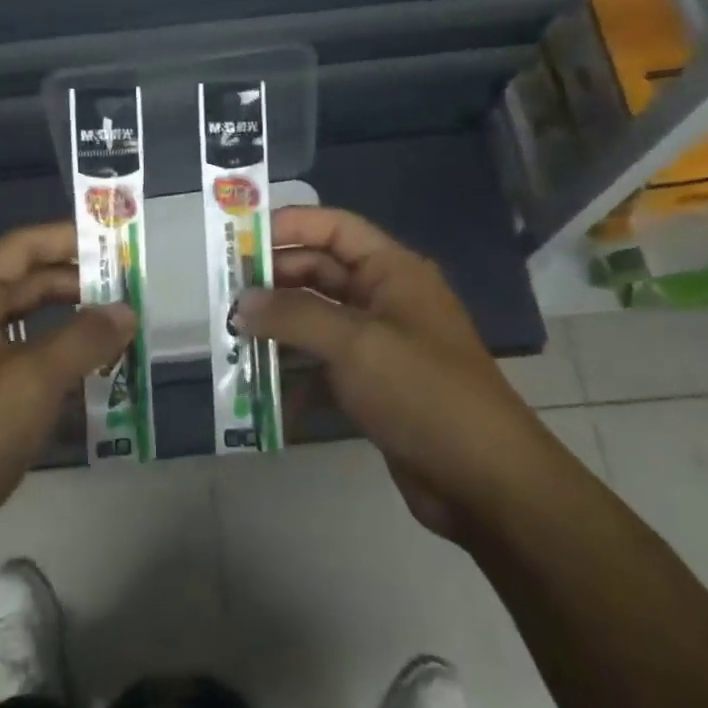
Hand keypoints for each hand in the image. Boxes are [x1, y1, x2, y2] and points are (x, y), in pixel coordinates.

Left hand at [0, 222, 133, 581]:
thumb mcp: (34, 382)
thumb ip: (85, 339)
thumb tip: (126, 311)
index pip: (22, 246)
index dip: (71, 238)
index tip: (118, 244)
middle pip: (25, 282)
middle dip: (78, 283)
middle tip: (131, 292)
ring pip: (25, 323)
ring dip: (70, 324)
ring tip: (119, 330)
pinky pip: (19, 359)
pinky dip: (54, 359)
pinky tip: (90, 373)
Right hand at [236, 206, 539, 543]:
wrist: (484, 480)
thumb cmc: (422, 392)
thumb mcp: (354, 344)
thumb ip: (292, 316)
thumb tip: (241, 303)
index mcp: (392, 271)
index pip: (333, 228)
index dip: (288, 226)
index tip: (238, 241)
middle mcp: (385, 298)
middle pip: (320, 273)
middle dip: (274, 283)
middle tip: (224, 297)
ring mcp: (379, 343)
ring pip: (317, 320)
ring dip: (278, 329)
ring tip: (232, 339)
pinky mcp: (373, 385)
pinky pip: (323, 365)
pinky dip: (295, 375)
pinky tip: (263, 392)